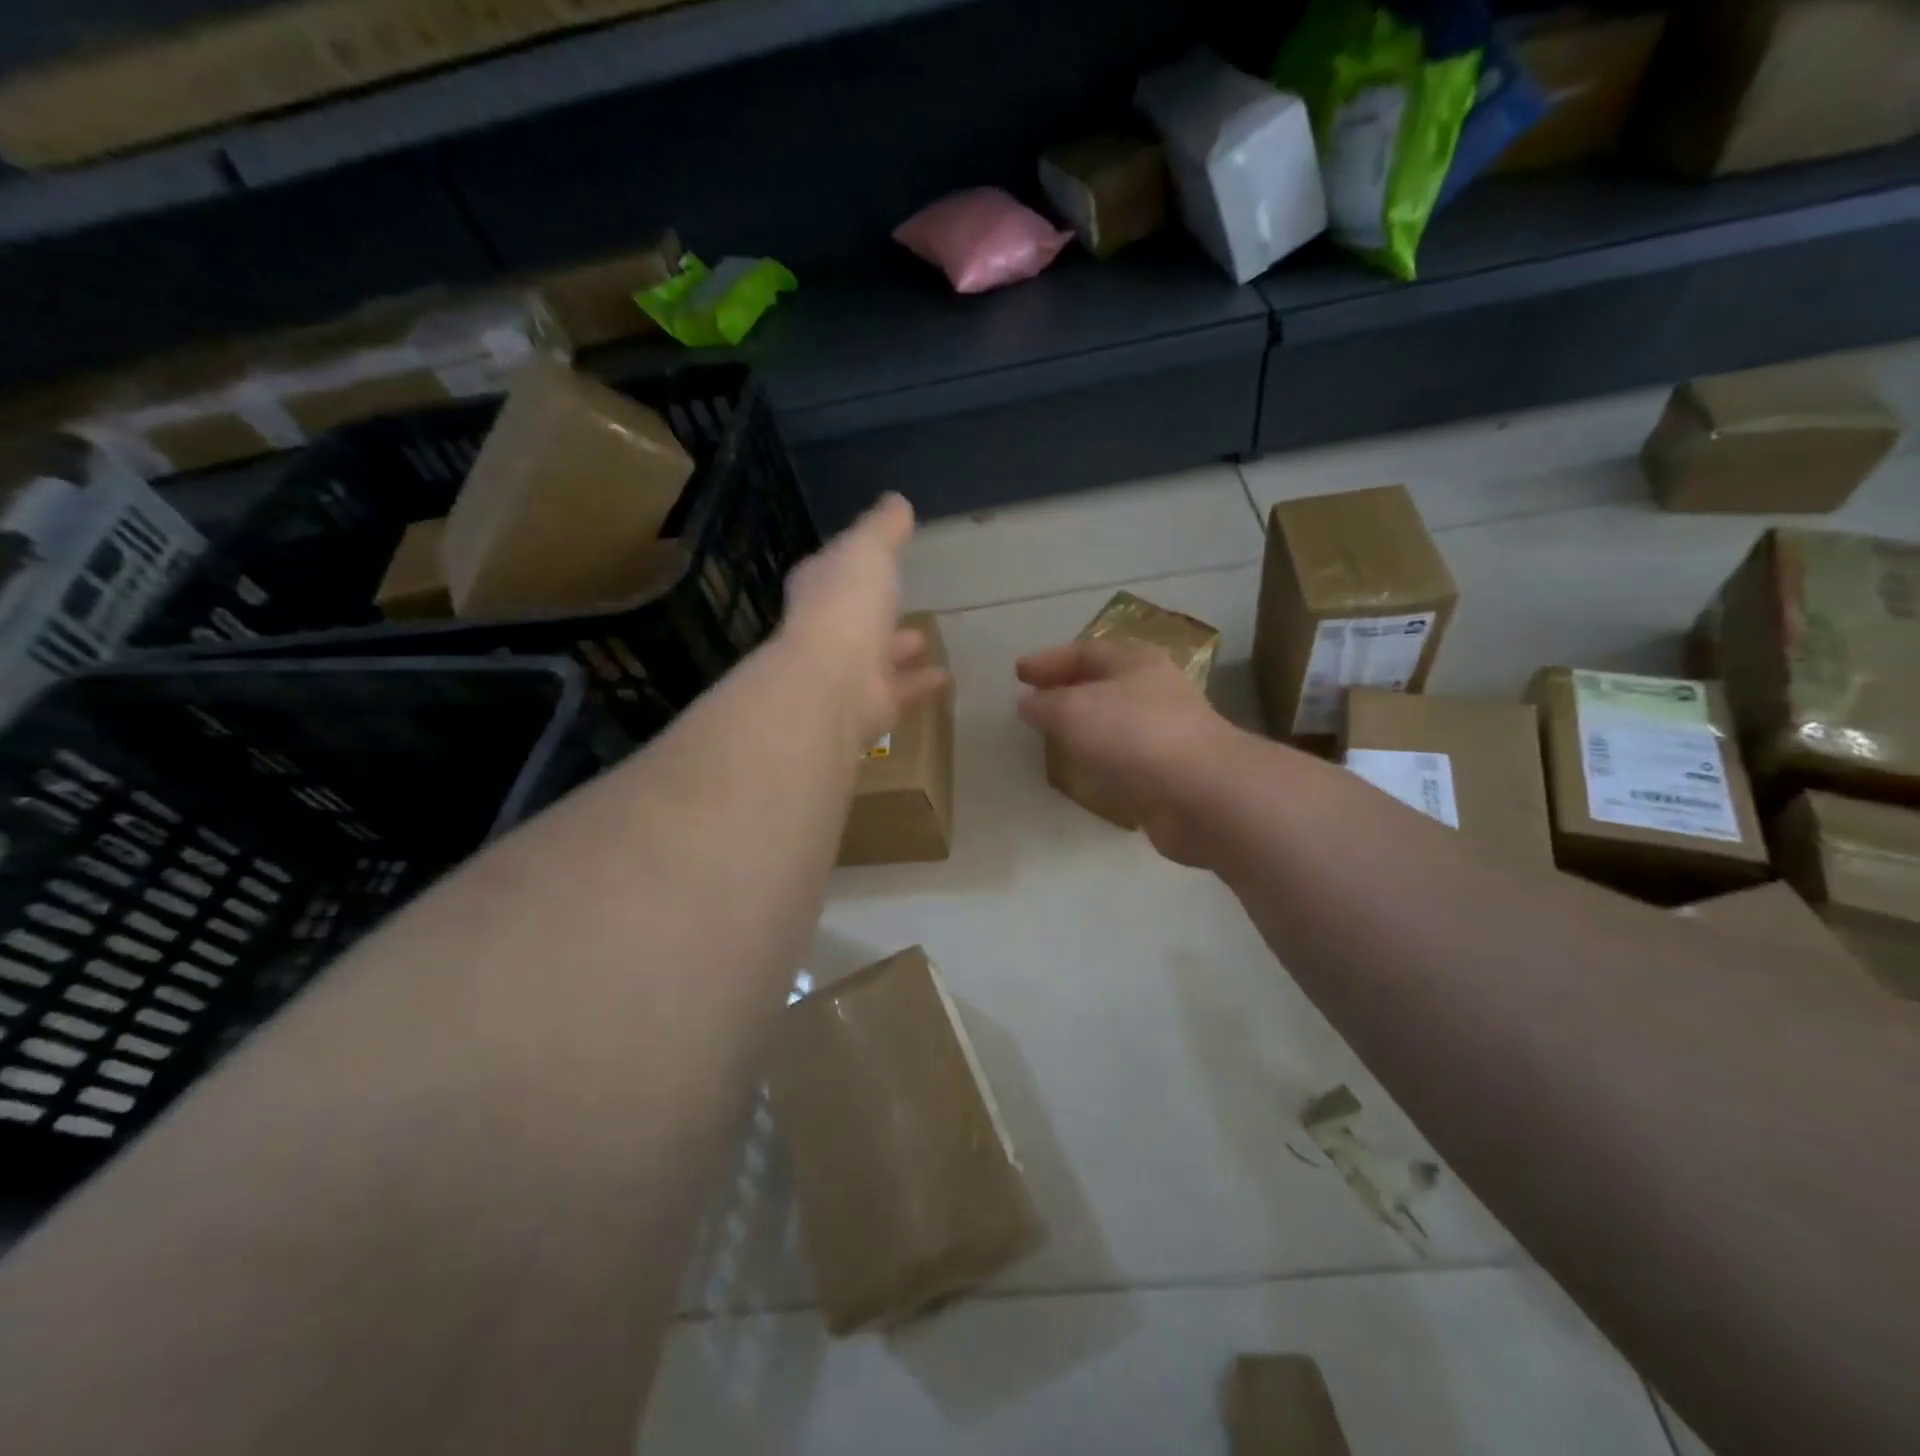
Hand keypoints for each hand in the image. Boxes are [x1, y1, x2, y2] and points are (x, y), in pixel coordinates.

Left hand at [782, 493, 948, 747]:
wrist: (834, 682)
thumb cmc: (847, 605)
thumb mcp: (868, 549)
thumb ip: (883, 528)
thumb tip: (896, 501)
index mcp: (821, 587)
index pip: (834, 568)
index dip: (852, 561)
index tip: (874, 555)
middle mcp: (828, 629)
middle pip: (855, 614)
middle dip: (876, 608)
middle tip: (902, 600)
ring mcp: (847, 670)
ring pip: (877, 655)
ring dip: (898, 646)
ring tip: (925, 638)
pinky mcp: (870, 704)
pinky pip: (900, 689)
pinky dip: (919, 682)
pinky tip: (944, 677)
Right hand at [1015, 638, 1235, 864]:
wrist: (1200, 793)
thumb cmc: (1133, 734)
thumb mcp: (1073, 710)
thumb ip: (1045, 705)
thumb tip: (1029, 704)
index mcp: (1135, 661)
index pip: (1084, 651)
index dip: (1048, 660)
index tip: (1018, 673)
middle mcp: (1154, 690)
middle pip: (1102, 683)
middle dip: (1066, 691)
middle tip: (1033, 703)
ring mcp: (1165, 732)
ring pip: (1114, 722)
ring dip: (1083, 728)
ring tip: (1051, 738)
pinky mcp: (1168, 772)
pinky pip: (1124, 758)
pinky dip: (1100, 760)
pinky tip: (1082, 772)